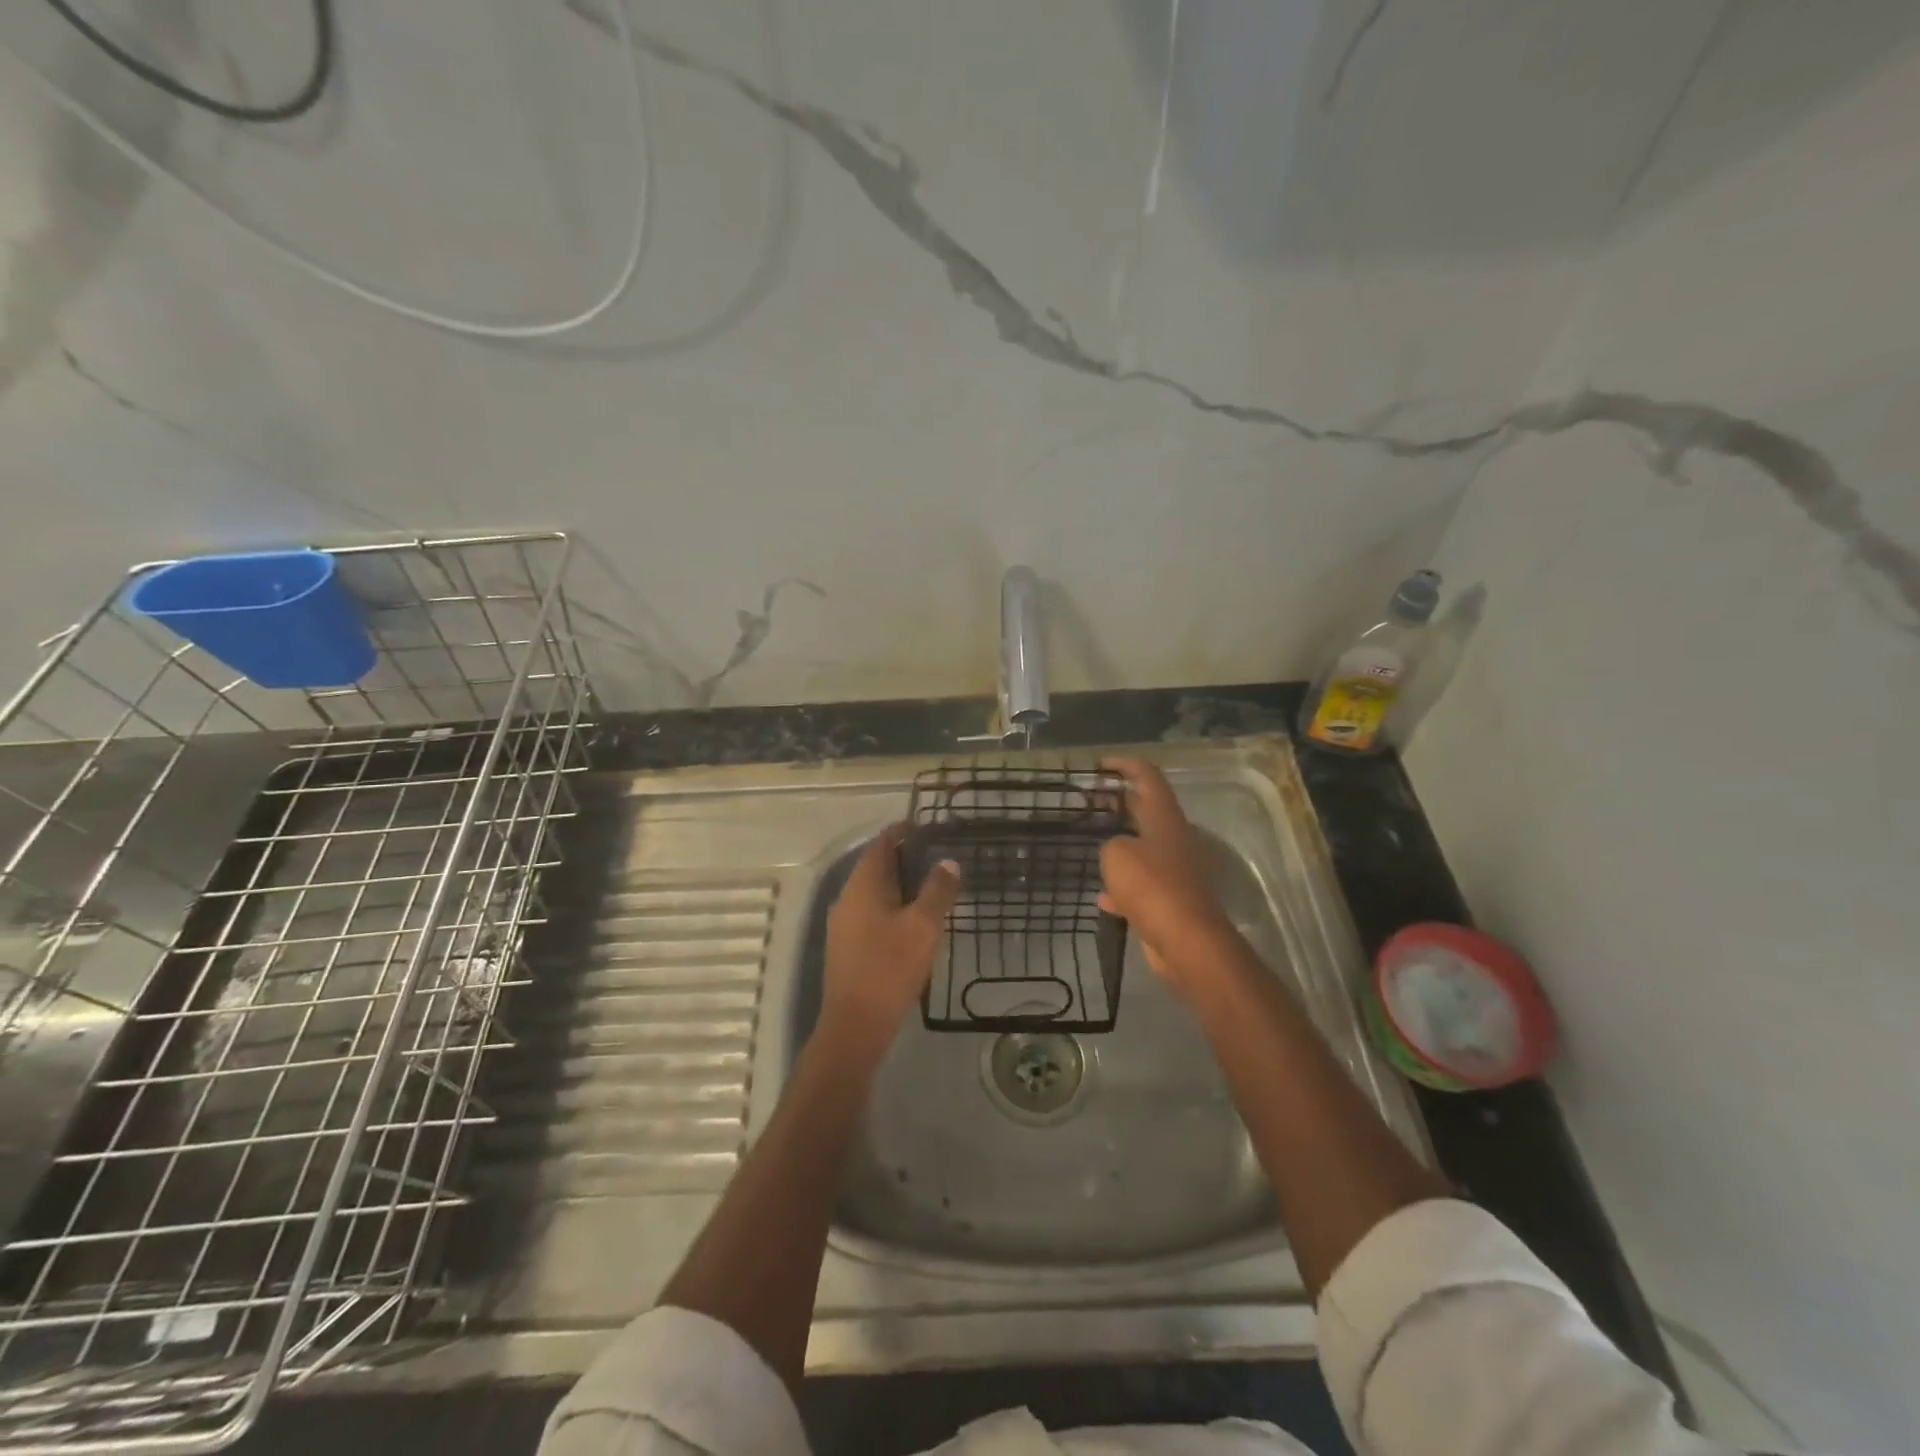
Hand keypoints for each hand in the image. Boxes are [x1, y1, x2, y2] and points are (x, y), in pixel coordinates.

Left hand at [822, 824, 961, 1052]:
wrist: (855, 1026)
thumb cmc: (889, 969)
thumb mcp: (922, 927)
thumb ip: (937, 891)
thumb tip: (948, 862)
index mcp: (862, 886)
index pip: (881, 844)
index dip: (903, 832)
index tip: (929, 827)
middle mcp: (848, 899)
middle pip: (876, 866)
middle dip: (906, 857)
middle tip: (939, 855)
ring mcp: (845, 924)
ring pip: (875, 892)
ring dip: (901, 883)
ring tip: (934, 885)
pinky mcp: (849, 946)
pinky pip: (872, 912)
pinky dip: (894, 905)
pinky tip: (916, 920)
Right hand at [1098, 758, 1238, 993]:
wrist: (1185, 940)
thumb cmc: (1151, 886)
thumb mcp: (1117, 854)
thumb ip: (1111, 844)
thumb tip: (1117, 852)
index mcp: (1165, 818)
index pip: (1148, 777)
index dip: (1125, 765)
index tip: (1101, 764)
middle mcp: (1174, 839)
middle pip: (1147, 810)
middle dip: (1120, 802)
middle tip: (1092, 800)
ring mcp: (1174, 870)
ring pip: (1143, 847)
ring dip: (1120, 842)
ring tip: (1092, 842)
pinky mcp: (1170, 900)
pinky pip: (1142, 885)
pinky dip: (1122, 886)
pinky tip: (1102, 896)